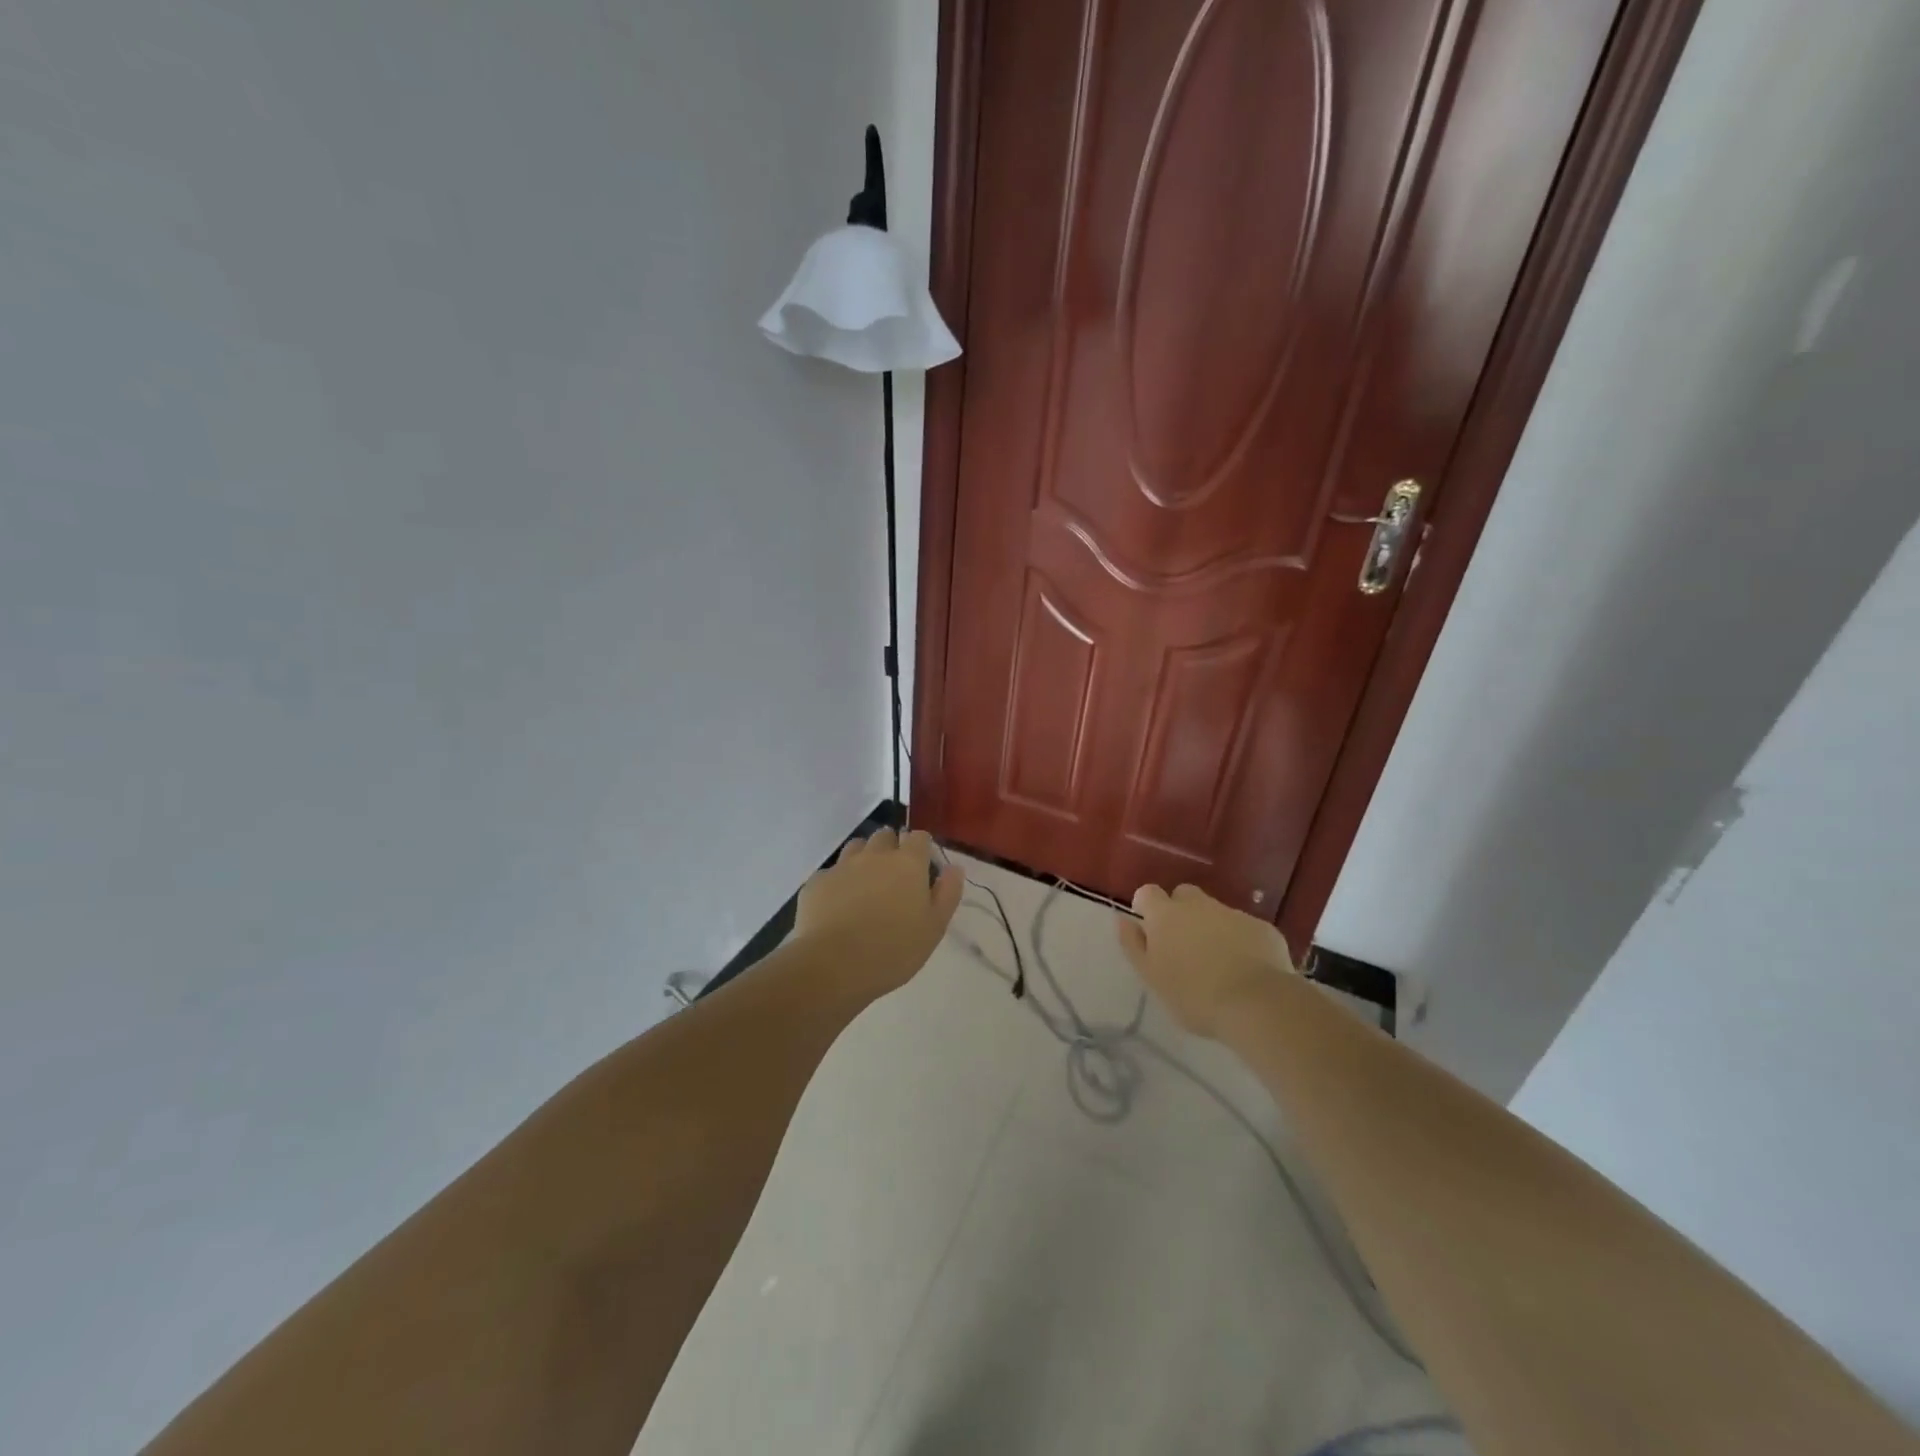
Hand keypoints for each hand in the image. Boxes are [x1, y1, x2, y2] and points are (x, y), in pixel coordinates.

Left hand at [792, 829, 963, 995]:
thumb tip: (954, 868)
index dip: (921, 848)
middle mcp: (875, 855)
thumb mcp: (934, 928)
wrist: (834, 965)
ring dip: (863, 858)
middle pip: (885, 836)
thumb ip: (947, 893)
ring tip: (865, 885)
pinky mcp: (817, 881)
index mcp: (908, 863)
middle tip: (893, 877)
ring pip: (856, 847)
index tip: (922, 867)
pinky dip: (838, 881)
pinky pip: (831, 872)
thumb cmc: (893, 950)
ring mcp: (843, 866)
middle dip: (891, 848)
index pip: (919, 837)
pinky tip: (838, 905)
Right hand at [1117, 884, 1295, 1038]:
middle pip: (1183, 895)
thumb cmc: (1193, 995)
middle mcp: (1198, 904)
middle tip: (1184, 946)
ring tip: (1218, 962)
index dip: (1147, 908)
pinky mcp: (1262, 927)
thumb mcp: (1151, 977)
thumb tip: (1124, 920)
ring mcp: (1233, 913)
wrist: (1256, 1004)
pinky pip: (1244, 928)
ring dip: (1212, 927)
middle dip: (1181, 911)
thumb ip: (1133, 945)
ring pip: (1215, 911)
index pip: (1147, 893)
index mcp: (1165, 915)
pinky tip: (1247, 969)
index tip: (1151, 931)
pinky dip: (1241, 941)